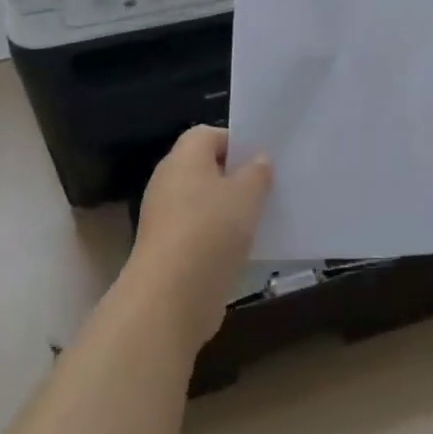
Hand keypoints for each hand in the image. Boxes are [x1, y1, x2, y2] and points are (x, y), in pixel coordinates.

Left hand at [130, 126, 273, 353]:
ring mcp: (165, 219)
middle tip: (268, 187)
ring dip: (229, 211)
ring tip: (261, 219)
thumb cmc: (211, 231)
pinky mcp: (168, 252)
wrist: (170, 299)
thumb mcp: (247, 194)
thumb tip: (258, 159)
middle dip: (236, 177)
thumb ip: (257, 172)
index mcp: (184, 158)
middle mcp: (169, 182)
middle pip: (206, 169)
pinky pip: (200, 233)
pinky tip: (244, 250)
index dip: (236, 142)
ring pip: (205, 204)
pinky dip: (219, 239)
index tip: (262, 160)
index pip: (209, 134)